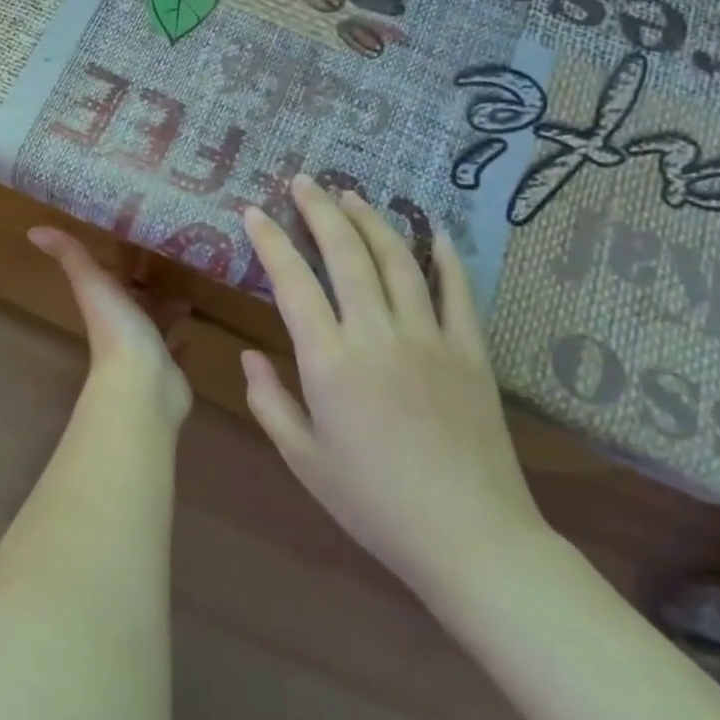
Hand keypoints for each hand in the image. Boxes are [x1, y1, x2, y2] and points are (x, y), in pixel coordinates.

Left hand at [30, 227, 192, 424]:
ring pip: (156, 325)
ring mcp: (146, 350)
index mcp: (105, 304)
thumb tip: (34, 230)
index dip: (120, 264)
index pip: (110, 278)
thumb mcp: (93, 283)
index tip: (137, 242)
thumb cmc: (118, 329)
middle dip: (147, 287)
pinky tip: (192, 336)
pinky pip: (175, 353)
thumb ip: (70, 256)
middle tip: (171, 267)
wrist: (142, 384)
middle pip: (134, 302)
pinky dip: (181, 343)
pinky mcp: (168, 369)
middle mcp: (122, 326)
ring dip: (166, 311)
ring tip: (186, 297)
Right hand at [241, 177, 547, 596]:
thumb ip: (269, 401)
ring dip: (372, 221)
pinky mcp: (471, 352)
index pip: (293, 282)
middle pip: (346, 254)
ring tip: (352, 195)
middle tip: (303, 181)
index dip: (270, 242)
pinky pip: (457, 291)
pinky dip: (444, 256)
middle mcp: (378, 334)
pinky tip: (432, 232)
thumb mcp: (303, 459)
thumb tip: (249, 355)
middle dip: (320, 210)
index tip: (253, 212)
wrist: (471, 538)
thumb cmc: (374, 503)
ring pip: (398, 260)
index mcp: (330, 361)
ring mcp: (430, 338)